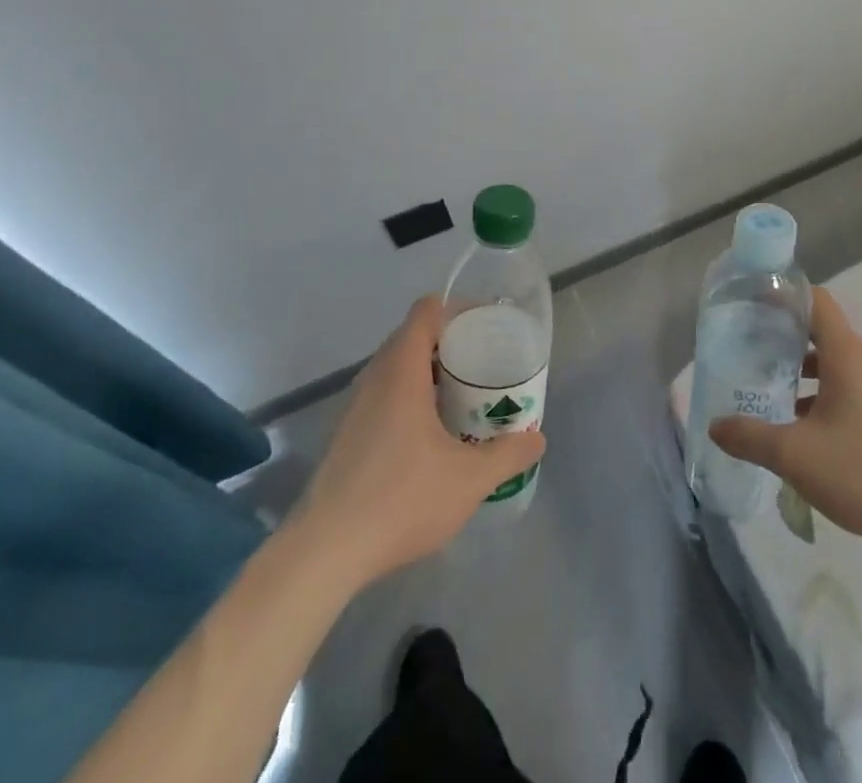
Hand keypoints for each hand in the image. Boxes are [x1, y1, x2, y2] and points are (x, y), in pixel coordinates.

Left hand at [291, 296, 545, 588]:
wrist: (325, 552)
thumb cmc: (401, 500)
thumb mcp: (469, 480)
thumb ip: (508, 455)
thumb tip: (537, 438)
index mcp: (402, 370)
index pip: (427, 310)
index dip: (459, 309)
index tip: (487, 328)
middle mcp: (375, 376)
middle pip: (414, 335)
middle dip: (451, 342)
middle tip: (484, 363)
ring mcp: (355, 405)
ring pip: (397, 366)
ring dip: (429, 371)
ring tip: (463, 396)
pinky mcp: (346, 432)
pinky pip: (384, 393)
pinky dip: (410, 396)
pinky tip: (430, 434)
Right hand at [710, 286, 861, 554]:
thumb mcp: (797, 457)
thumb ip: (750, 437)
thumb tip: (714, 425)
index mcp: (847, 354)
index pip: (815, 299)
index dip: (783, 293)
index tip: (750, 300)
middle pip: (820, 330)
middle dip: (782, 334)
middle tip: (746, 346)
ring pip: (833, 362)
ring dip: (800, 368)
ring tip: (765, 386)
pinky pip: (848, 386)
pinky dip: (820, 392)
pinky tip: (799, 425)